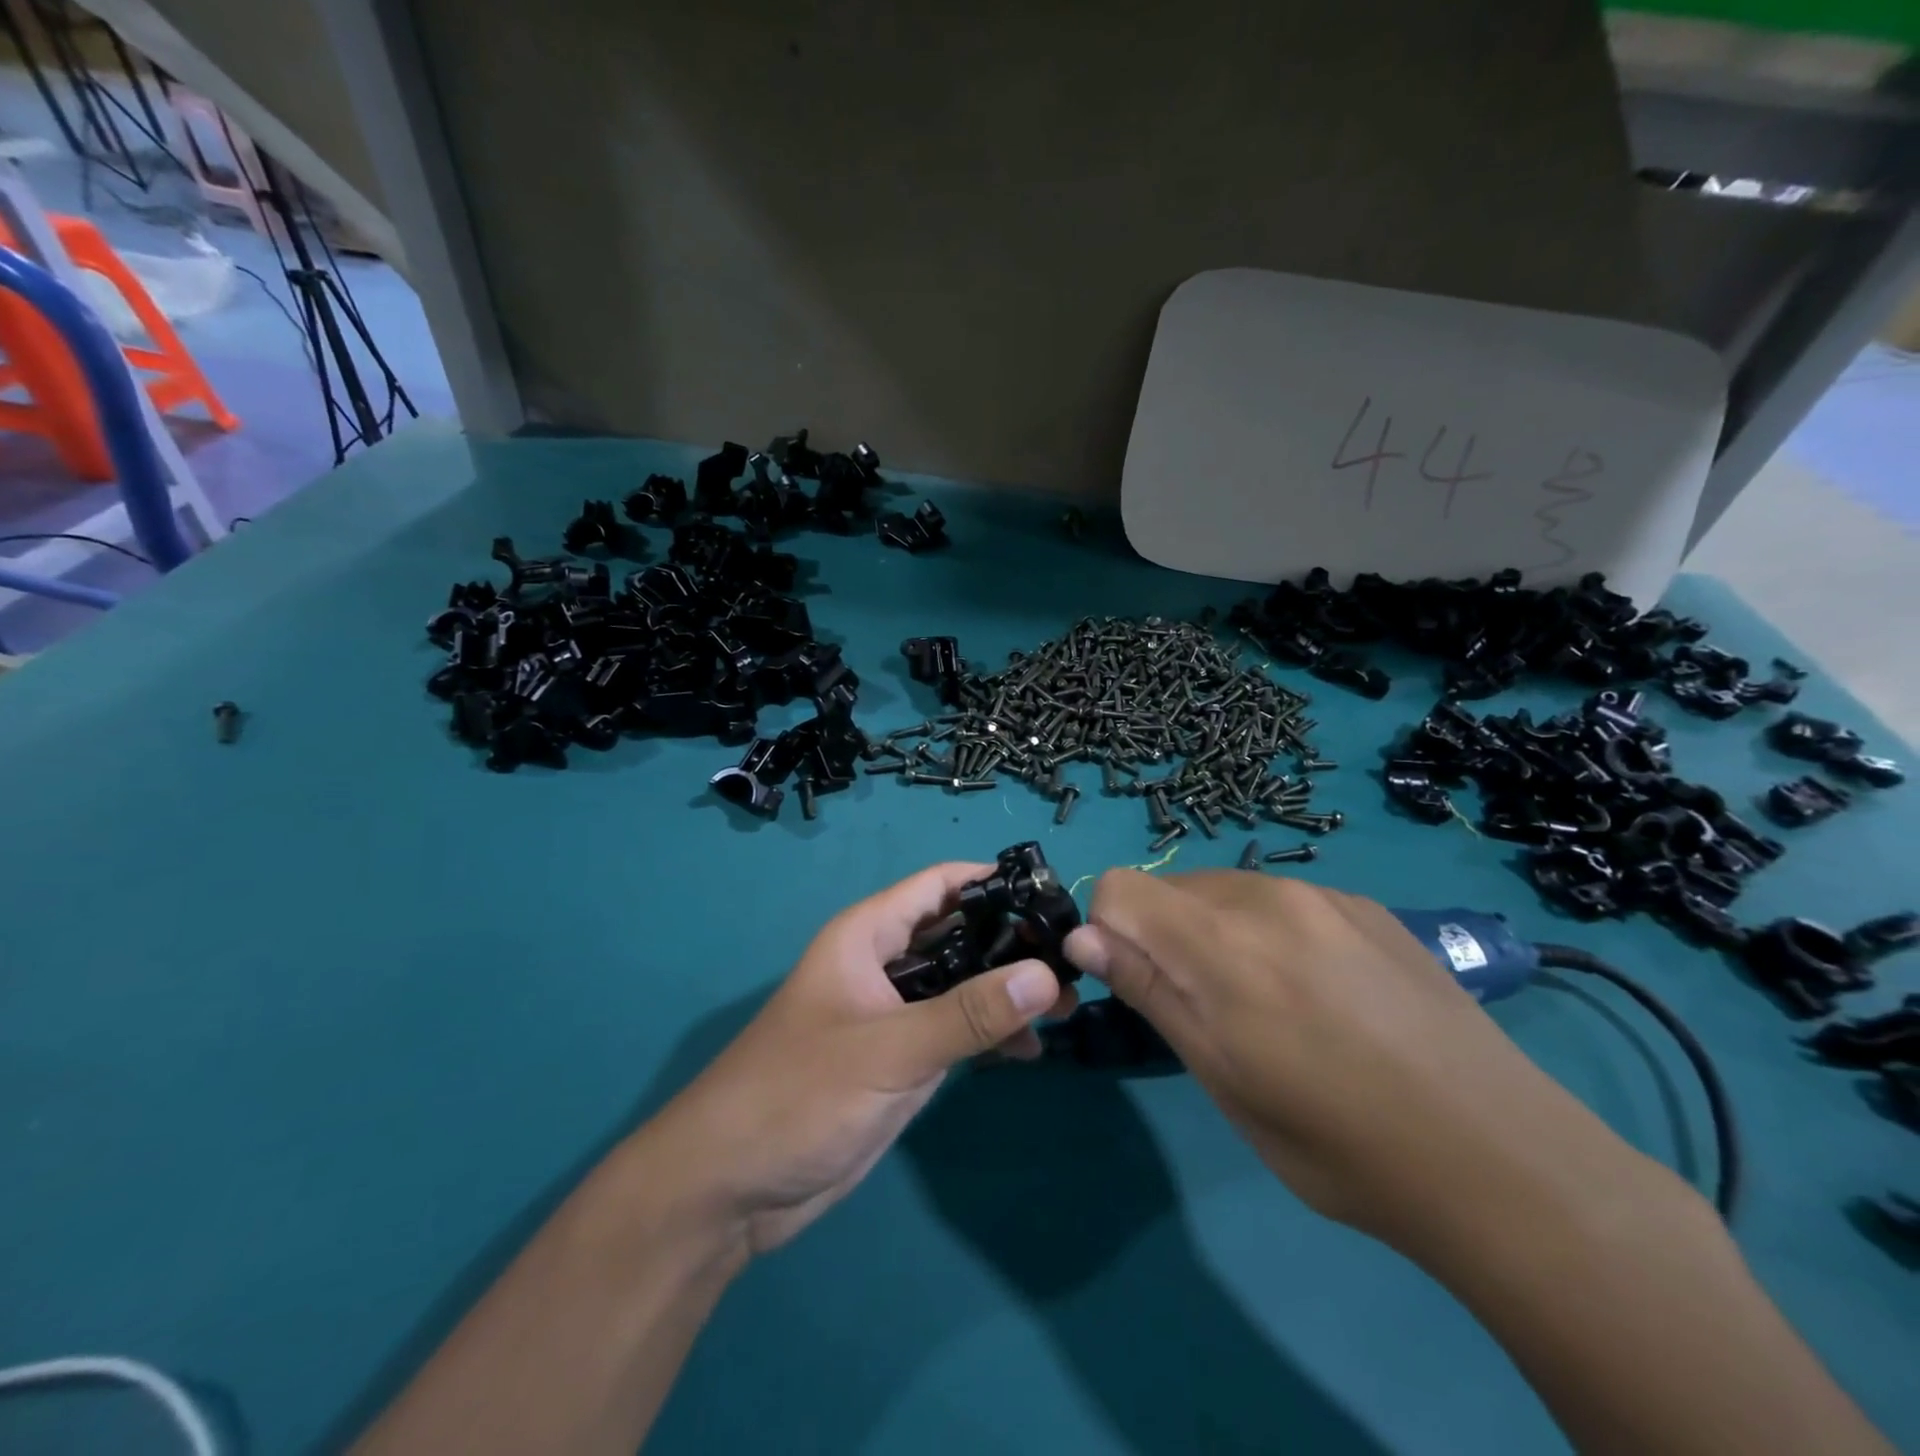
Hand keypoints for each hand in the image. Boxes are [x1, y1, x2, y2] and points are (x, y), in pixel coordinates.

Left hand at [648, 863, 1075, 1254]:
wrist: (729, 1189)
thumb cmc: (797, 1095)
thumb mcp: (887, 1050)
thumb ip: (967, 1014)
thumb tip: (1047, 974)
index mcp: (867, 936)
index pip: (938, 886)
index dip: (992, 881)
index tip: (1053, 894)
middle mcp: (883, 966)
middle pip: (957, 935)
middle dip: (1011, 943)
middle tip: (1075, 958)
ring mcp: (892, 1016)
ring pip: (961, 986)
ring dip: (1007, 992)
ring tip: (1070, 1006)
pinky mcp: (899, 1062)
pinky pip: (955, 1033)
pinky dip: (991, 1035)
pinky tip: (1032, 1050)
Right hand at [1063, 870, 1646, 1250]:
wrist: (1500, 1158)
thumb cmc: (1337, 1141)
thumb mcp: (1223, 1077)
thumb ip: (1151, 992)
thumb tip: (1082, 939)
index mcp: (1221, 941)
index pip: (1120, 886)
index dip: (1111, 932)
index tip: (1140, 986)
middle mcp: (1267, 895)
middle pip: (1172, 887)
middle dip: (1164, 935)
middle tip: (1207, 1010)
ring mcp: (1323, 895)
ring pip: (1227, 890)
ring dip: (1218, 933)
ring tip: (1270, 1004)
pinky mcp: (1367, 905)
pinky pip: (1284, 899)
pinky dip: (1271, 932)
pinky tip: (1324, 993)